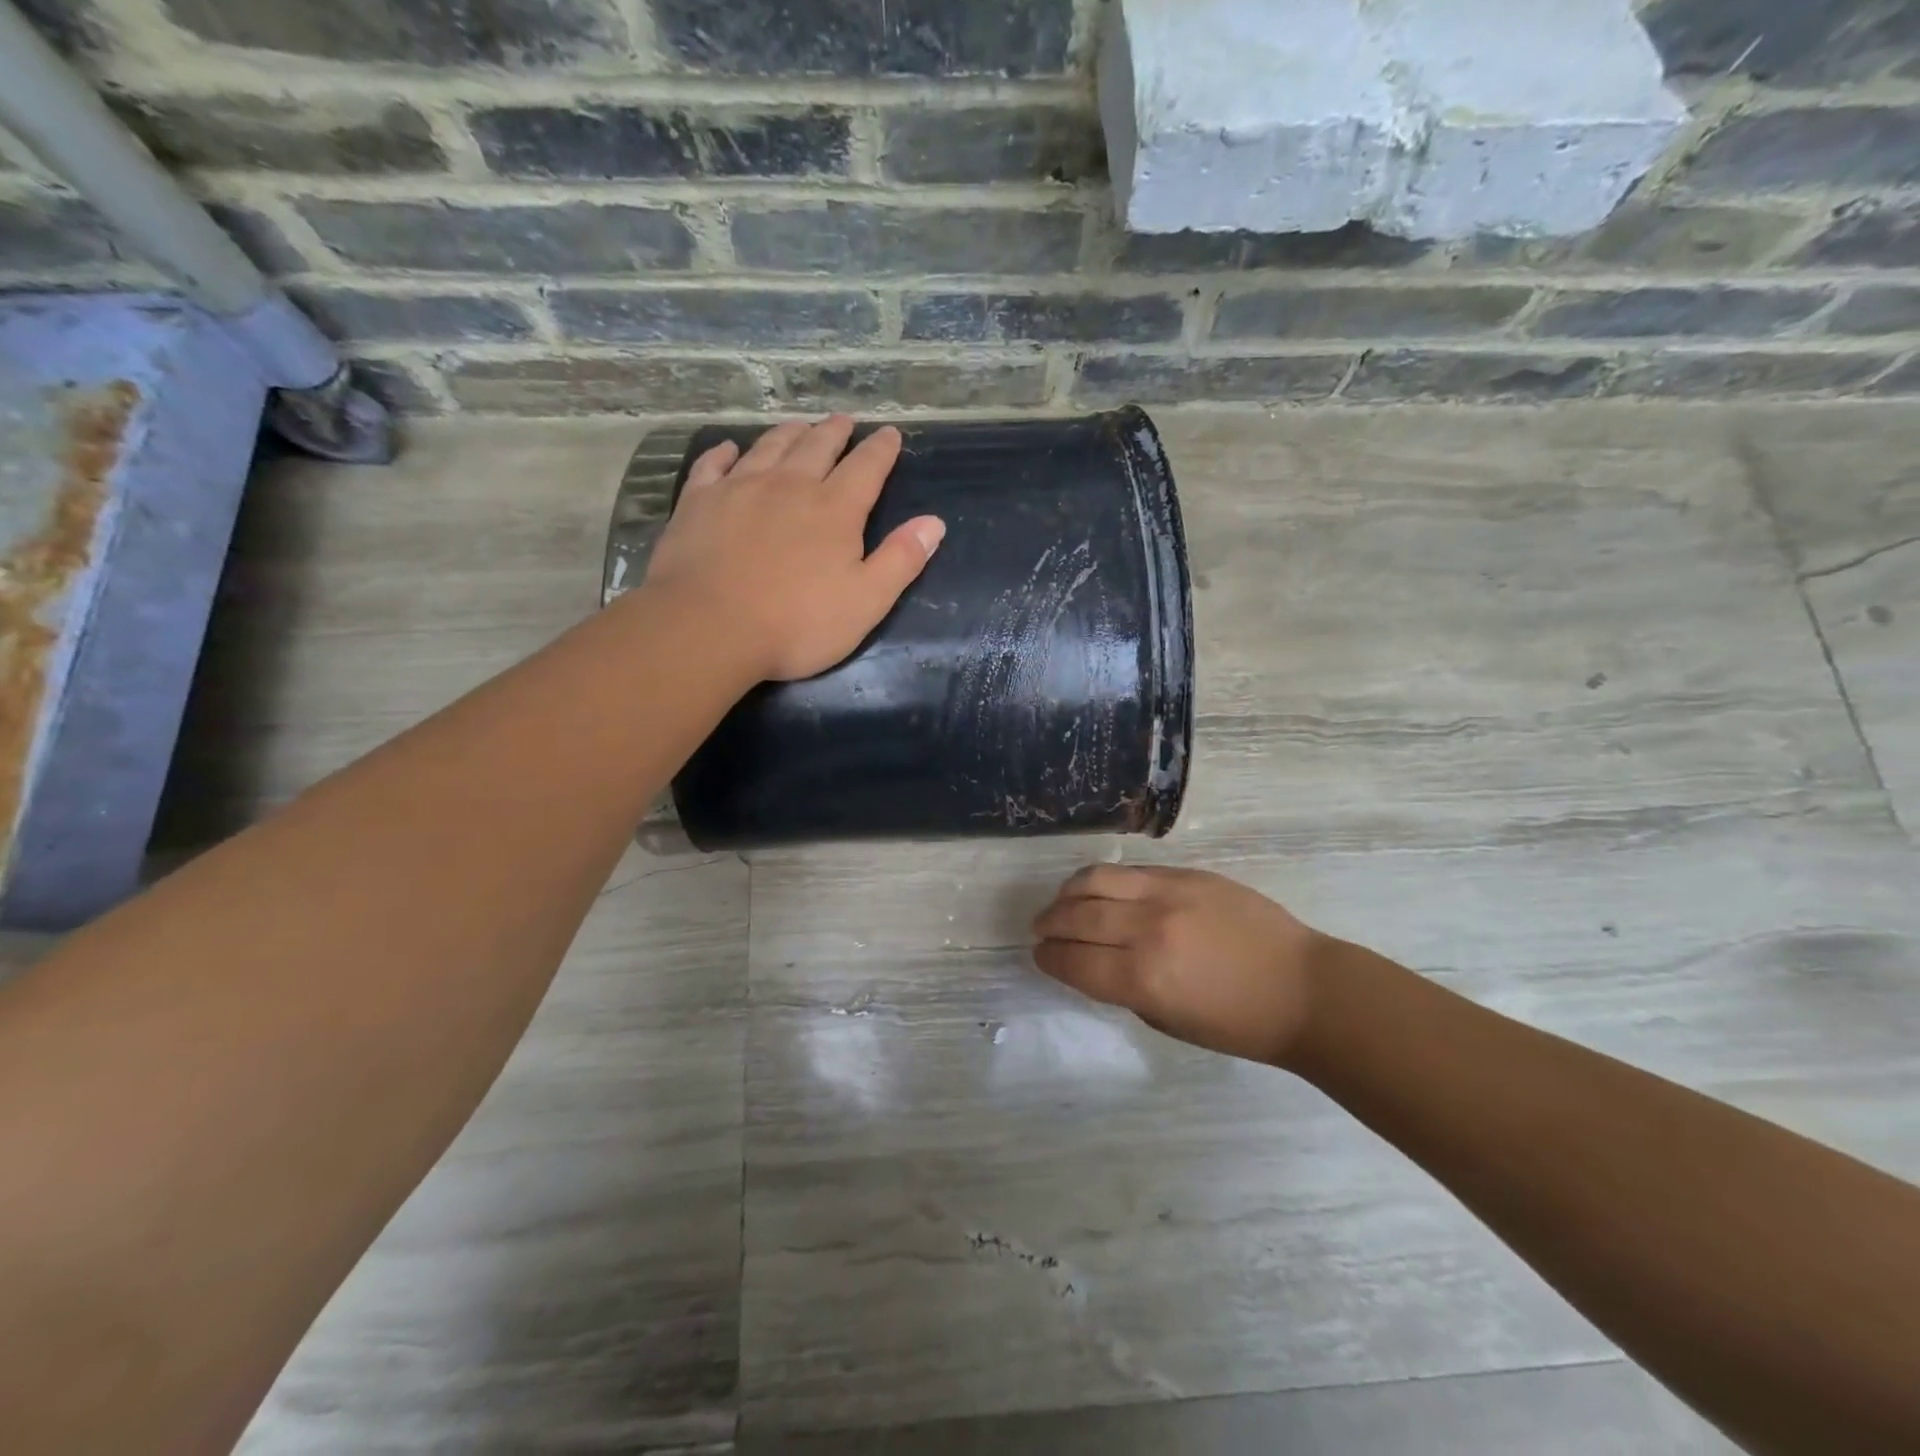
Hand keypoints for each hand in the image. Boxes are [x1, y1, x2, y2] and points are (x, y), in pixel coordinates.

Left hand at [641, 415, 944, 681]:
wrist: (709, 627)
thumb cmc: (797, 623)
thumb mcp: (866, 602)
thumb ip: (901, 560)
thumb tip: (934, 523)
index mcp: (835, 509)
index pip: (866, 468)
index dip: (881, 450)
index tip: (890, 434)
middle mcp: (790, 485)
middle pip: (817, 447)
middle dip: (835, 432)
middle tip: (844, 421)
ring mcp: (740, 488)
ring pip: (769, 447)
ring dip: (789, 433)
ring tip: (799, 426)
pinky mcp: (698, 502)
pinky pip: (713, 465)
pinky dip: (725, 452)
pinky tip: (730, 449)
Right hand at [1032, 864, 1326, 1065]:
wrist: (1304, 989)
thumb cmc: (1239, 1024)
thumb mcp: (1169, 1022)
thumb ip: (1124, 989)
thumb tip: (1093, 963)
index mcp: (1144, 979)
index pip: (1074, 962)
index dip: (1050, 960)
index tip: (1041, 957)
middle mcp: (1148, 930)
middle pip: (1076, 917)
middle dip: (1050, 925)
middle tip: (1042, 930)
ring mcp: (1169, 894)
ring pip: (1096, 879)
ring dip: (1068, 893)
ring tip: (1062, 903)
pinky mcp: (1187, 874)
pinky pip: (1131, 870)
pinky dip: (1105, 880)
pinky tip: (1100, 889)